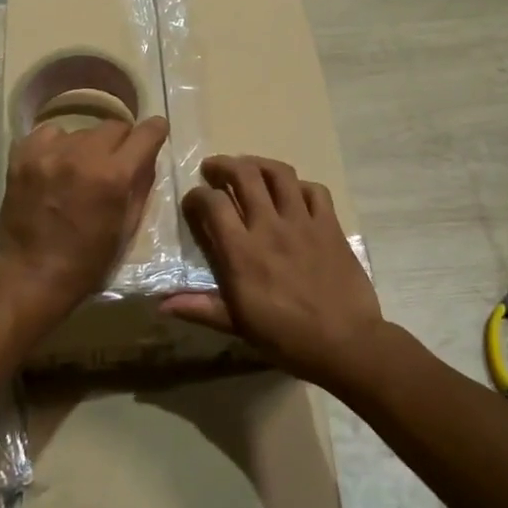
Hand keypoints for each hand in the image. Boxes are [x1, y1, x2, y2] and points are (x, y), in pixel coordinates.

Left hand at [0, 115, 169, 321]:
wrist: (32, 274)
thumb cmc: (88, 260)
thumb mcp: (128, 226)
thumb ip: (142, 185)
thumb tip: (147, 156)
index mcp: (114, 176)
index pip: (145, 133)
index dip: (155, 131)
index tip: (155, 133)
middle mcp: (83, 156)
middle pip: (114, 125)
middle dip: (121, 141)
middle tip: (114, 162)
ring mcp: (49, 153)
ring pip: (82, 130)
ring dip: (88, 146)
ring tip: (80, 169)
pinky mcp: (23, 156)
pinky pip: (49, 133)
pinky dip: (58, 144)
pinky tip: (56, 164)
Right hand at [163, 155, 385, 389]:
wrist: (346, 343)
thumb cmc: (286, 338)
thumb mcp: (238, 325)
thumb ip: (200, 307)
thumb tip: (162, 304)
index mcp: (242, 251)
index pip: (212, 204)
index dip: (197, 196)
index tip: (193, 201)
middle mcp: (270, 226)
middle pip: (244, 175)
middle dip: (223, 165)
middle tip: (214, 169)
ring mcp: (303, 222)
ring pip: (279, 174)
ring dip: (259, 164)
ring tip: (249, 167)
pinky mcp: (330, 225)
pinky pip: (315, 190)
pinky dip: (300, 185)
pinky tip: (293, 193)